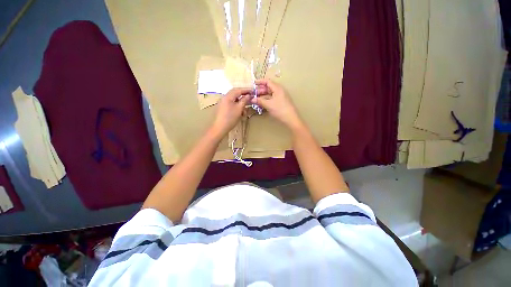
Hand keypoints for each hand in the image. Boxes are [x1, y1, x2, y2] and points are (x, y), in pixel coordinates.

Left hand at [211, 88, 252, 136]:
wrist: (219, 128)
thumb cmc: (230, 118)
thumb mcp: (239, 109)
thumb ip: (244, 100)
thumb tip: (249, 95)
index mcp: (228, 96)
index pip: (238, 90)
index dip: (246, 90)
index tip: (253, 92)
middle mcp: (224, 97)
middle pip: (235, 93)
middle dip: (243, 95)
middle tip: (250, 98)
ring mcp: (222, 103)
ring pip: (233, 99)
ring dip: (240, 102)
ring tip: (245, 108)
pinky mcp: (222, 108)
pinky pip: (230, 104)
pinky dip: (236, 106)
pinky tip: (239, 112)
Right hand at [252, 79, 302, 129]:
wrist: (291, 118)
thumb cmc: (280, 109)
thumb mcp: (268, 105)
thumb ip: (260, 101)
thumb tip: (252, 99)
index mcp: (277, 88)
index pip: (267, 81)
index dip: (260, 82)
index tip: (253, 84)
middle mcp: (279, 91)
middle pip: (268, 88)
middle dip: (260, 90)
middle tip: (253, 95)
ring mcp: (281, 97)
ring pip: (270, 94)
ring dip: (262, 96)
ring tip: (256, 100)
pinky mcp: (281, 102)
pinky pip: (272, 98)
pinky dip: (266, 100)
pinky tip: (262, 104)